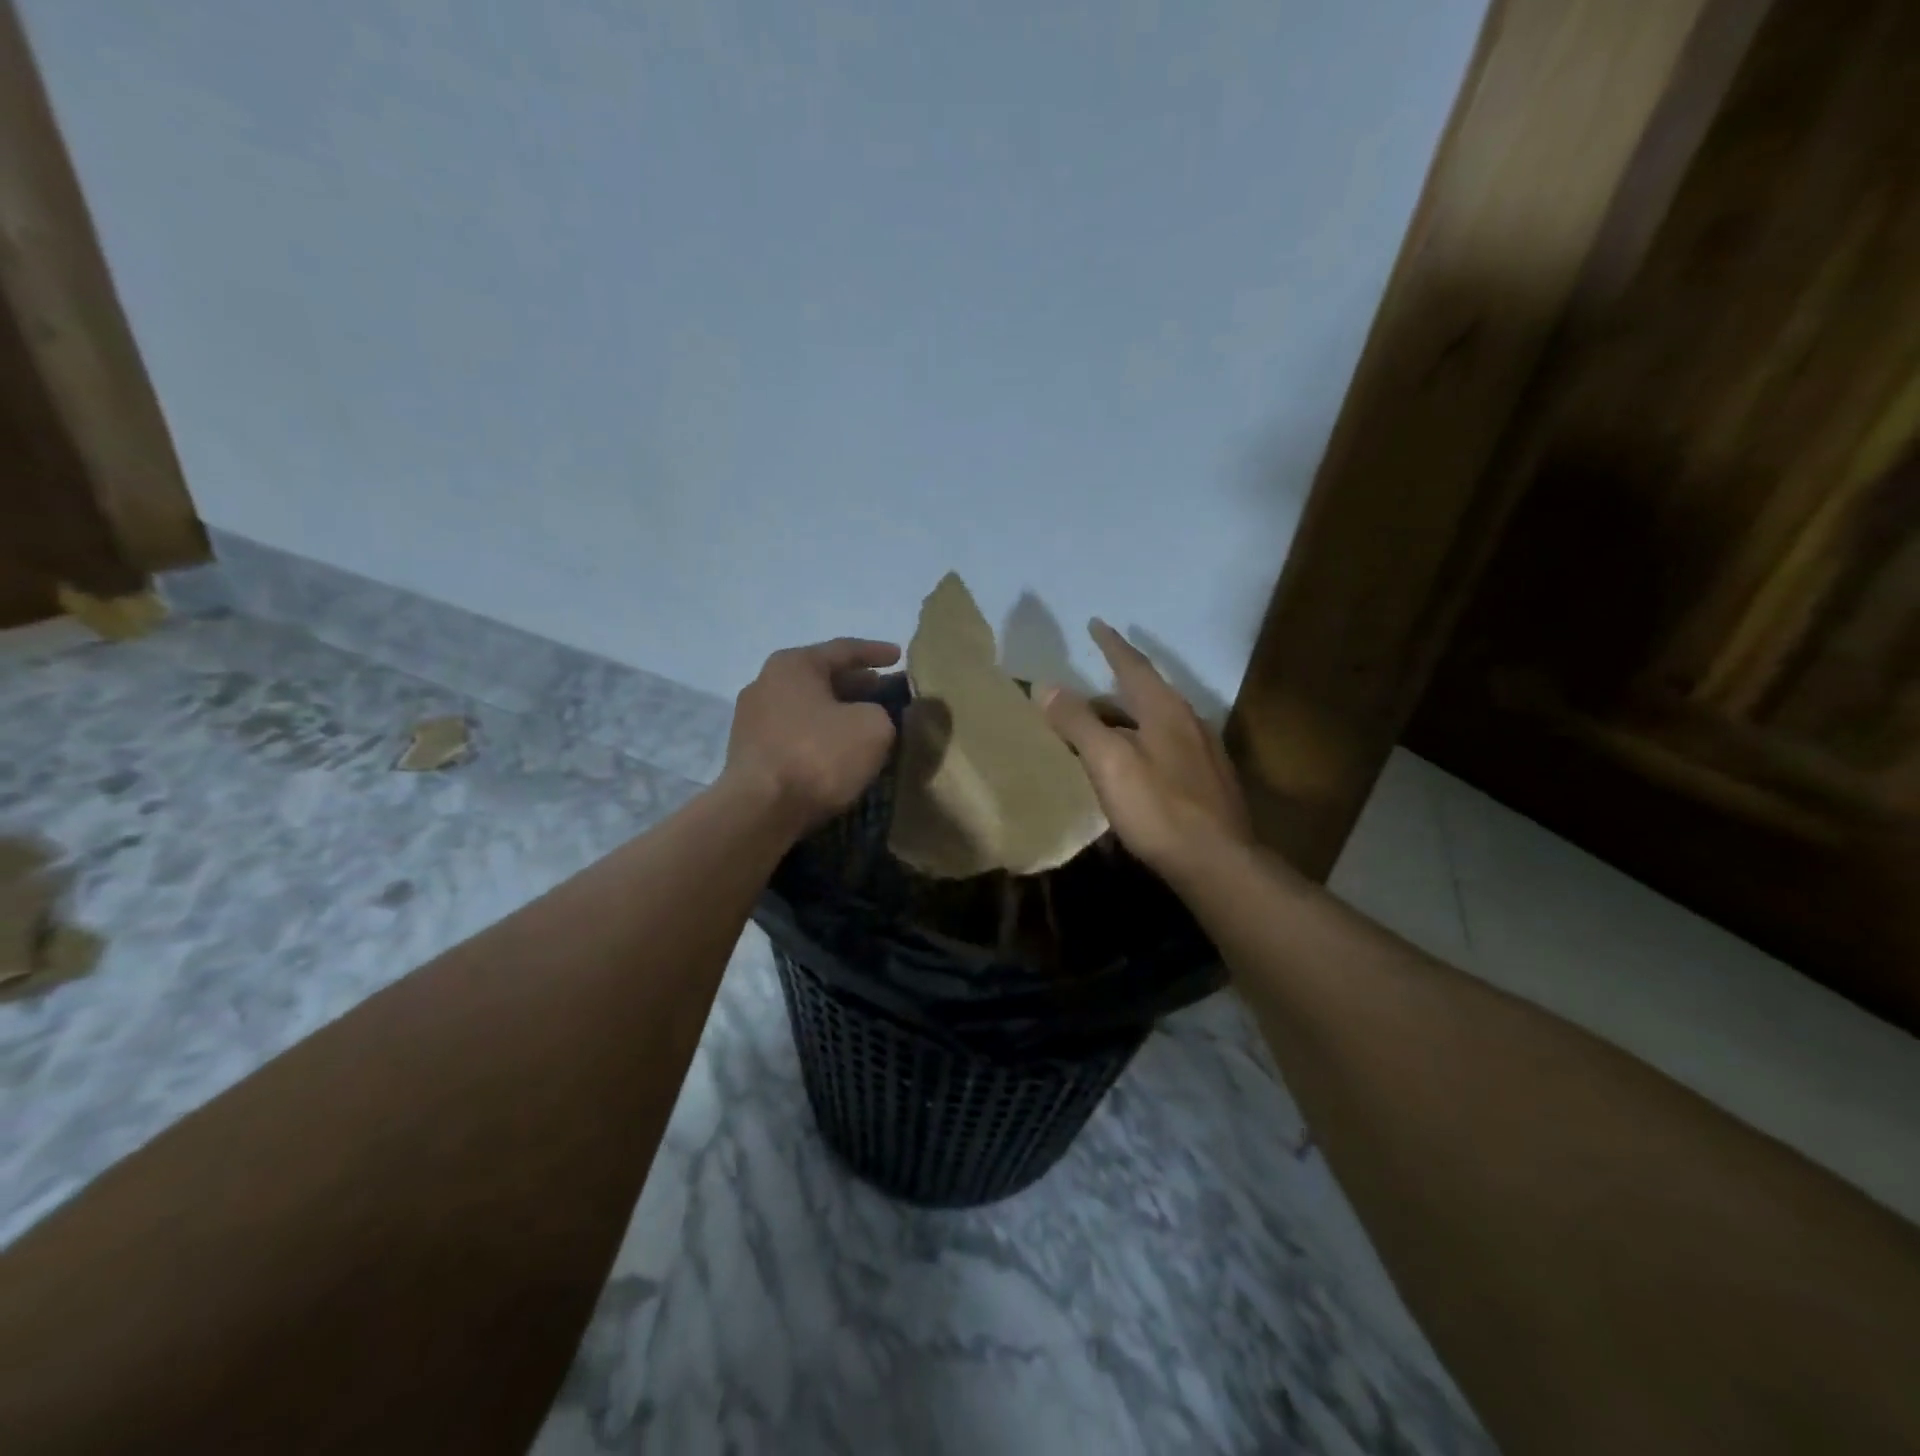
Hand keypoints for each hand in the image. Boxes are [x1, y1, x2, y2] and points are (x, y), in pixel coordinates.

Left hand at [723, 638, 901, 832]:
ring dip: (837, 711)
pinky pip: (794, 732)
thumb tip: (870, 717)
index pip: (844, 649)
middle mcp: (766, 682)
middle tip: (884, 690)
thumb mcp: (873, 728)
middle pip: (821, 677)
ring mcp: (751, 717)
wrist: (760, 810)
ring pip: (807, 706)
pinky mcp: (749, 751)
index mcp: (794, 664)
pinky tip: (837, 748)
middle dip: (856, 683)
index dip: (876, 652)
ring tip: (864, 720)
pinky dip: (819, 734)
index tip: (899, 656)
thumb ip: (881, 712)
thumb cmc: (818, 756)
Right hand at [1042, 620, 1251, 879]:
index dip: (1111, 644)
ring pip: (1156, 724)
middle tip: (1078, 698)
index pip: (1133, 665)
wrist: (1218, 862)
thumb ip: (1078, 722)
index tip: (1095, 623)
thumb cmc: (1158, 808)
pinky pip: (1165, 747)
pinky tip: (1129, 768)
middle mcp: (1189, 721)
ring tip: (1097, 732)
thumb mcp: (1108, 762)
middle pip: (1144, 695)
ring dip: (1125, 721)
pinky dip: (1139, 744)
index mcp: (1166, 709)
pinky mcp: (1207, 781)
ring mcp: (1203, 752)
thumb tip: (1047, 686)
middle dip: (1110, 691)